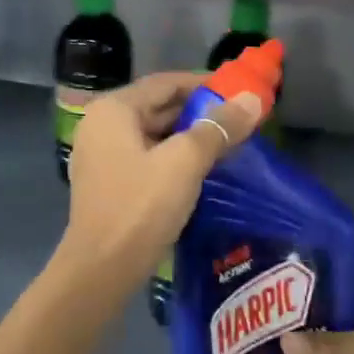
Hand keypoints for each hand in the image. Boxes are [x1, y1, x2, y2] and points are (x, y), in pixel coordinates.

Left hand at [59, 72, 262, 285]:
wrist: (101, 270)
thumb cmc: (141, 207)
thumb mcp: (185, 162)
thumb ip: (219, 128)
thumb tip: (253, 99)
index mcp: (113, 109)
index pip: (165, 83)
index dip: (203, 84)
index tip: (238, 92)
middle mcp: (101, 125)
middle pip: (157, 106)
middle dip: (198, 112)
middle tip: (239, 120)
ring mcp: (101, 156)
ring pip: (153, 134)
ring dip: (188, 136)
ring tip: (227, 143)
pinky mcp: (107, 183)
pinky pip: (146, 157)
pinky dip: (172, 157)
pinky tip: (200, 170)